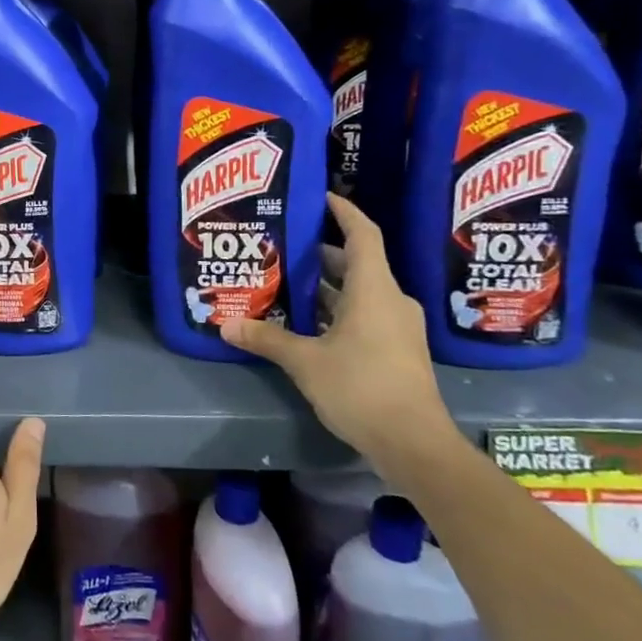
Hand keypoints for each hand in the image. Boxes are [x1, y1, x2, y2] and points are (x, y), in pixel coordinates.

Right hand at [220, 193, 459, 481]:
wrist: (415, 444)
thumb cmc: (362, 388)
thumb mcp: (305, 362)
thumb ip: (267, 339)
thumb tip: (226, 325)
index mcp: (374, 290)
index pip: (362, 235)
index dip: (343, 212)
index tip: (321, 196)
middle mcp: (391, 301)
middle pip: (358, 263)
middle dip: (322, 253)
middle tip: (285, 246)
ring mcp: (398, 328)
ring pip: (360, 292)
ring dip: (327, 287)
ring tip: (287, 282)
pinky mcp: (397, 351)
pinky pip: (365, 316)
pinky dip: (338, 311)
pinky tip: (307, 324)